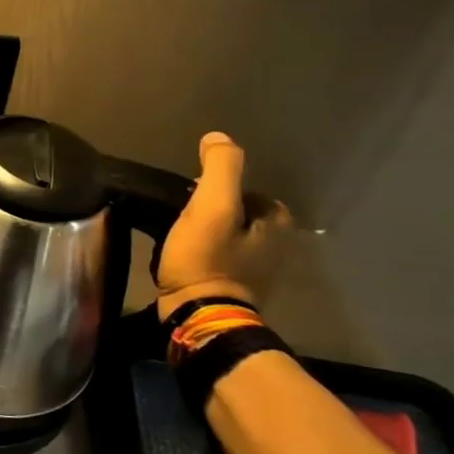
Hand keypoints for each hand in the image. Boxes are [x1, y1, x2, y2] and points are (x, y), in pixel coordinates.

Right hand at [155, 132, 291, 319]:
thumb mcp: (212, 206)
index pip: (249, 191)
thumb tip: (218, 137)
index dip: (220, 189)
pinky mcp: (235, 290)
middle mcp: (276, 247)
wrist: (199, 316)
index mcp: (277, 224)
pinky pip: (218, 260)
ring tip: (176, 236)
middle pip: (239, 215)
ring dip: (206, 234)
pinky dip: (202, 256)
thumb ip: (220, 168)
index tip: (192, 197)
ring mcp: (257, 272)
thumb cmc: (207, 259)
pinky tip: (181, 258)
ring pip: (228, 238)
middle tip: (180, 216)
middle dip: (213, 212)